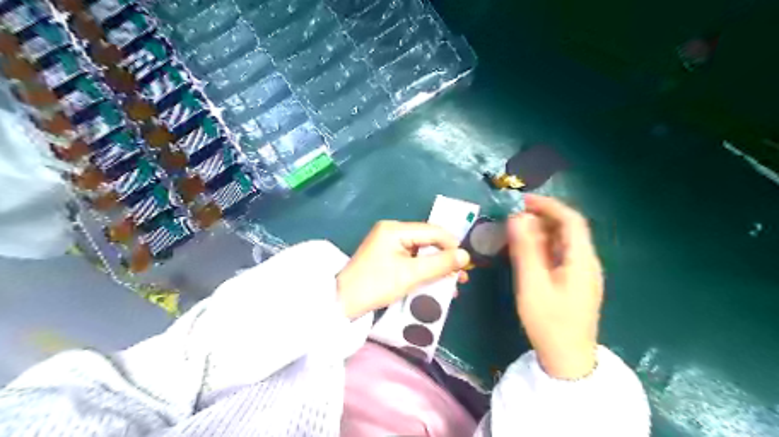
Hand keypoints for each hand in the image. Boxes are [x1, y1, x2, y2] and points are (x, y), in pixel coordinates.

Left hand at [335, 222, 468, 316]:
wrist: (343, 302)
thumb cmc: (376, 285)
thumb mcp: (411, 275)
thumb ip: (440, 264)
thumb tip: (465, 255)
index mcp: (395, 229)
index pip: (432, 231)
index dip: (452, 245)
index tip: (466, 263)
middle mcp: (392, 231)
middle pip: (427, 240)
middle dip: (445, 258)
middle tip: (461, 276)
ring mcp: (388, 243)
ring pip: (421, 251)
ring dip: (436, 266)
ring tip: (451, 283)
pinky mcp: (386, 255)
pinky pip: (411, 258)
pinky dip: (424, 269)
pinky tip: (434, 281)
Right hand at [510, 195, 603, 378]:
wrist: (567, 359)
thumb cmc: (549, 322)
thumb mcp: (532, 284)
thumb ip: (526, 249)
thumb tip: (517, 218)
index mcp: (581, 260)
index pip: (571, 220)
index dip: (548, 205)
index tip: (522, 201)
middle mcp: (587, 262)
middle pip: (568, 229)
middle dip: (542, 217)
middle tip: (514, 216)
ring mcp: (582, 273)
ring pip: (563, 242)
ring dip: (541, 231)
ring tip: (516, 231)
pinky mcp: (575, 282)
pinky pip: (560, 255)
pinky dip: (543, 246)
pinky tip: (527, 252)